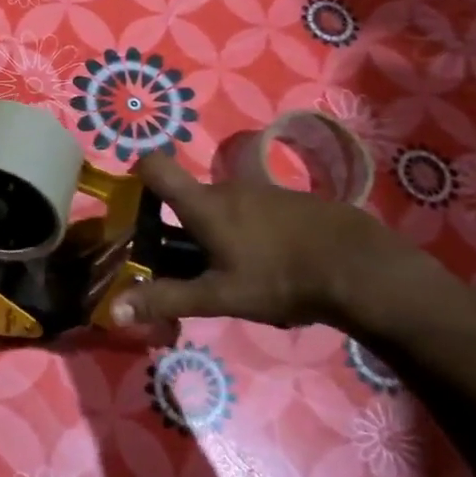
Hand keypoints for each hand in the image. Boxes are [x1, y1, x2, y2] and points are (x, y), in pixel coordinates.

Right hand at [108, 152, 407, 329]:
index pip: (155, 167)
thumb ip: (166, 299)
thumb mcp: (219, 296)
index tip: (135, 203)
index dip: (138, 175)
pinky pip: (254, 212)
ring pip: (224, 207)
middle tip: (184, 265)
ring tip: (232, 273)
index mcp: (203, 205)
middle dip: (180, 226)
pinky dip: (249, 233)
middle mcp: (228, 188)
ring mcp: (263, 191)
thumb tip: (114, 310)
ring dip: (217, 232)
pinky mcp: (291, 201)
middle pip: (190, 198)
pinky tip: (270, 266)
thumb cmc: (279, 278)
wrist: (361, 267)